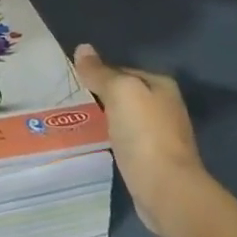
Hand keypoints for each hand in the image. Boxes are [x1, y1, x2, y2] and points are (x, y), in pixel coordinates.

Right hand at [75, 44, 236, 236]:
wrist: (166, 189)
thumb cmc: (144, 133)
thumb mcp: (119, 92)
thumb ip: (100, 72)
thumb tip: (82, 48)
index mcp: (161, 86)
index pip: (123, 70)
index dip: (98, 74)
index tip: (74, 83)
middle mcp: (166, 107)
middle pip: (125, 95)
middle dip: (101, 97)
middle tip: (70, 102)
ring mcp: (161, 135)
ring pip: (125, 118)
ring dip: (105, 119)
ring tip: (77, 121)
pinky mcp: (153, 160)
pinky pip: (126, 140)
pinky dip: (111, 139)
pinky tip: (96, 143)